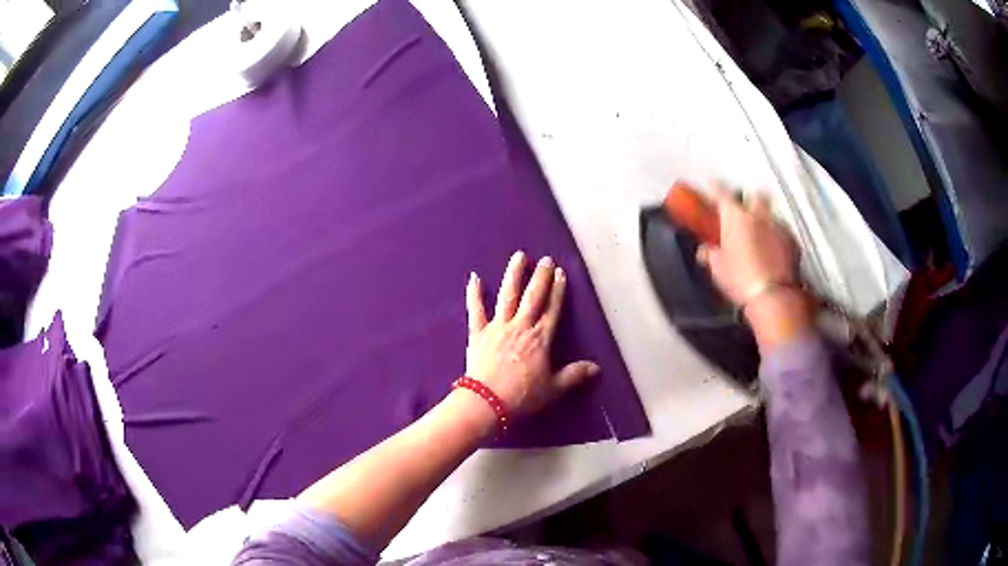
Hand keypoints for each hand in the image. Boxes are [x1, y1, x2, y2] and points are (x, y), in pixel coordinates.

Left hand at [465, 251, 598, 416]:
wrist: (487, 402)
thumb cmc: (522, 396)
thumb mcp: (553, 388)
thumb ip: (574, 375)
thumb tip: (596, 368)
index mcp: (540, 338)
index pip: (552, 309)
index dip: (558, 290)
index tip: (560, 273)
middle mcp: (520, 326)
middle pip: (533, 296)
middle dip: (541, 276)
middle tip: (546, 259)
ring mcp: (497, 327)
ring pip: (507, 295)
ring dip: (514, 274)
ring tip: (519, 256)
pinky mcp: (478, 333)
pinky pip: (476, 310)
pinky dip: (474, 293)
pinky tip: (474, 277)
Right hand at [697, 188, 812, 349]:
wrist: (773, 297)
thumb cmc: (740, 280)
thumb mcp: (718, 269)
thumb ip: (711, 254)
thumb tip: (705, 251)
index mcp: (735, 217)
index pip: (721, 193)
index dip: (715, 188)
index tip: (712, 186)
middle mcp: (758, 215)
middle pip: (756, 195)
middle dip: (750, 199)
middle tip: (745, 211)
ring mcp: (778, 227)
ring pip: (771, 214)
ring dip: (765, 221)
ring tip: (761, 237)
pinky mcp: (793, 242)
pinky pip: (783, 232)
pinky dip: (778, 238)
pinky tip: (773, 252)